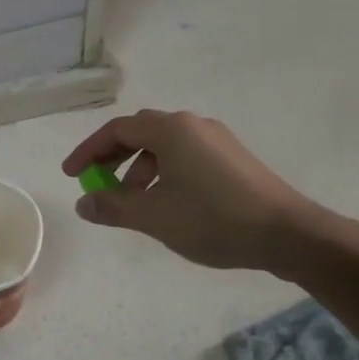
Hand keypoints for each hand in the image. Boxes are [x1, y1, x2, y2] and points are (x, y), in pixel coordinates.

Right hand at [62, 109, 323, 271]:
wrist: (286, 233)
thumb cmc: (212, 219)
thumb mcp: (153, 216)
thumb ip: (112, 207)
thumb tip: (83, 203)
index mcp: (171, 129)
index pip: (117, 130)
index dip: (88, 151)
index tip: (71, 175)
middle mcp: (194, 125)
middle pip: (140, 133)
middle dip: (113, 159)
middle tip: (98, 187)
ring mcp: (217, 141)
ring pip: (165, 147)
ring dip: (140, 171)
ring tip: (135, 206)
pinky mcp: (233, 160)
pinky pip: (186, 158)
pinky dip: (164, 175)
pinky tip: (169, 206)